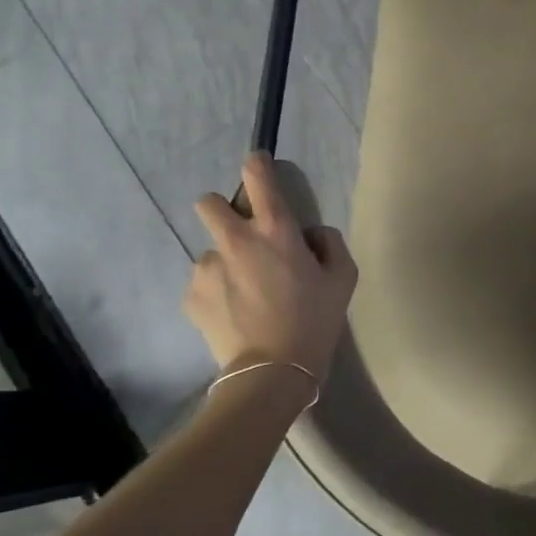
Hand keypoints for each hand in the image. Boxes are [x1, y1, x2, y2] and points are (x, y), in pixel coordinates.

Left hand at [184, 152, 358, 382]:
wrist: (272, 371)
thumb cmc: (316, 320)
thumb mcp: (344, 278)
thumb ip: (330, 243)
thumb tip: (310, 235)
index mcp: (276, 230)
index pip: (257, 178)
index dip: (256, 165)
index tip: (257, 164)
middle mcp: (236, 240)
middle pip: (209, 203)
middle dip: (221, 211)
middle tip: (241, 238)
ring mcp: (207, 267)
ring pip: (211, 252)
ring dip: (225, 263)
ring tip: (245, 296)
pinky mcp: (192, 295)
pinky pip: (204, 283)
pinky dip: (217, 292)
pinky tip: (234, 315)